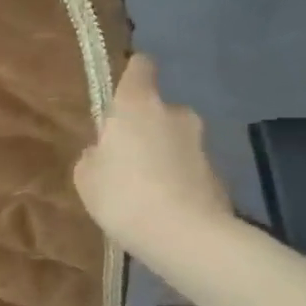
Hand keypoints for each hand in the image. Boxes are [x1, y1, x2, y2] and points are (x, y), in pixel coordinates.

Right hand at [73, 54, 233, 257]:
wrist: (187, 237)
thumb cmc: (124, 195)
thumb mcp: (86, 177)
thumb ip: (94, 156)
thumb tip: (104, 152)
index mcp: (138, 105)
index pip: (141, 67)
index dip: (132, 73)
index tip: (121, 89)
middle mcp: (175, 114)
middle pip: (156, 109)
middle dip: (143, 127)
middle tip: (123, 157)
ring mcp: (201, 143)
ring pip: (173, 140)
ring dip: (160, 154)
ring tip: (142, 187)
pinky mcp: (218, 173)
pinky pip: (187, 167)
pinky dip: (176, 178)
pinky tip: (161, 206)